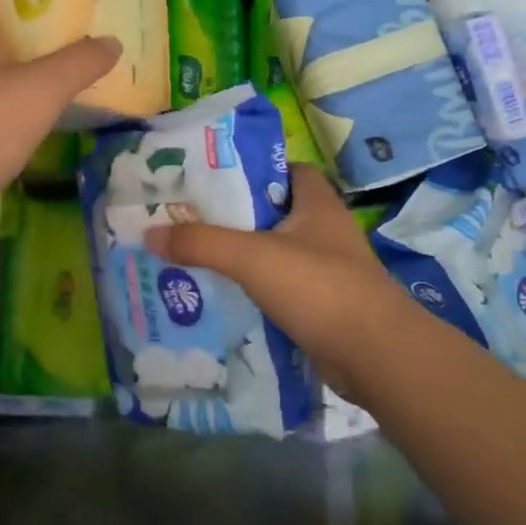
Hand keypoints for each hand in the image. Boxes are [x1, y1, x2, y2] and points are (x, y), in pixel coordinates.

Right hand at [146, 166, 414, 394]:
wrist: (375, 355)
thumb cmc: (319, 288)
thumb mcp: (253, 257)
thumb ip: (202, 243)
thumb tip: (149, 233)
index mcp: (316, 203)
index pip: (285, 169)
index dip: (250, 169)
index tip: (210, 178)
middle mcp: (323, 231)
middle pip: (271, 213)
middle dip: (231, 218)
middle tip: (185, 221)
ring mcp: (324, 270)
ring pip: (272, 254)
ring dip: (238, 258)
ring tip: (190, 258)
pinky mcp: (320, 305)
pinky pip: (277, 290)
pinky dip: (251, 292)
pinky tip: (218, 298)